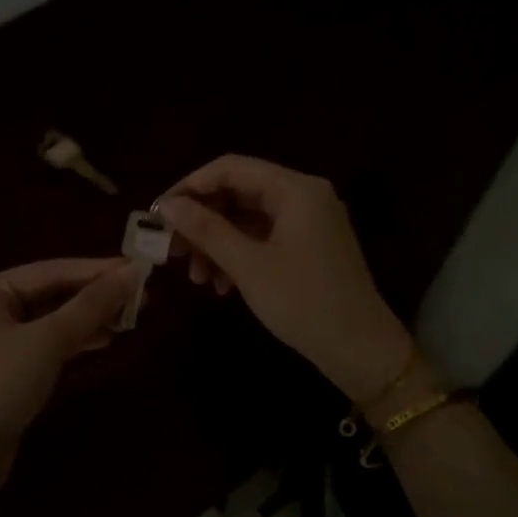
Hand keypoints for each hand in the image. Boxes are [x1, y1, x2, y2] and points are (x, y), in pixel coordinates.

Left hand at [0, 257, 139, 459]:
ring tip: (130, 319)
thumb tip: (133, 274)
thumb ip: (90, 306)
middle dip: (94, 296)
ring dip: (87, 319)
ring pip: (49, 322)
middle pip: (49, 294)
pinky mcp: (3, 373)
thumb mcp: (47, 342)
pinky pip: (43, 346)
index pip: (49, 270)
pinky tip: (102, 341)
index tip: (139, 269)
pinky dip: (72, 342)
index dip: (96, 270)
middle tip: (141, 297)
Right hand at [157, 155, 413, 402]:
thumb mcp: (248, 265)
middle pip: (239, 193)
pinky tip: (221, 286)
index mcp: (295, 189)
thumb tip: (167, 206)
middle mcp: (304, 196)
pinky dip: (238, 256)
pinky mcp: (309, 247)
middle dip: (202, 221)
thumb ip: (206, 230)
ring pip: (248, 219)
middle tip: (172, 249)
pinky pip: (263, 239)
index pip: (231, 168)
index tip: (158, 214)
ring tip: (196, 277)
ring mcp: (309, 222)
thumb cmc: (302, 301)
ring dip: (216, 244)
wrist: (359, 348)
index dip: (190, 187)